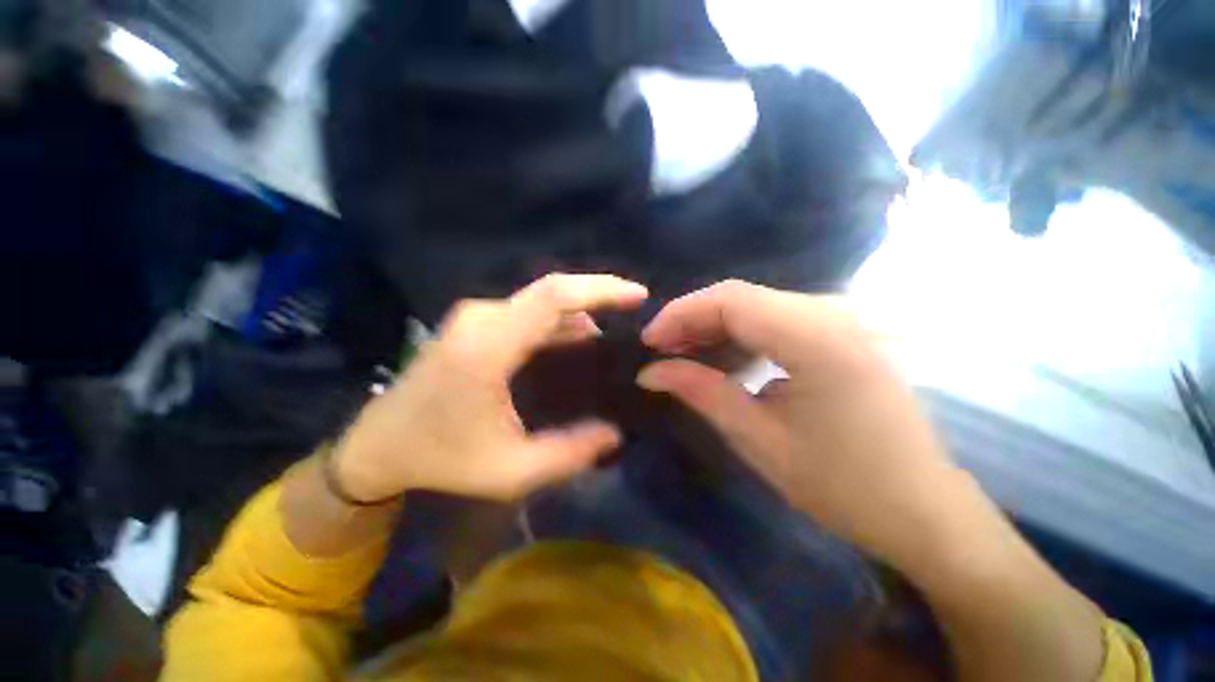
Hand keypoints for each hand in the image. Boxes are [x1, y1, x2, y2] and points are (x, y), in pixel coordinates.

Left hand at [334, 274, 647, 502]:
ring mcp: (476, 315)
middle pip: (552, 291)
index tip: (637, 295)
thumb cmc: (440, 458)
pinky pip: (529, 312)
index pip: (553, 297)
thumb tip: (615, 433)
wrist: (378, 445)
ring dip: (580, 312)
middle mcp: (481, 318)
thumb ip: (568, 454)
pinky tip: (578, 343)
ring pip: (542, 302)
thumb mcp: (509, 471)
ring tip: (611, 336)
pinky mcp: (476, 321)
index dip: (600, 289)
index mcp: (487, 348)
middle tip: (633, 312)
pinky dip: (560, 321)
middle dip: (599, 294)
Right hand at [637, 280, 965, 566]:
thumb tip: (650, 372)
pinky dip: (739, 335)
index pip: (730, 300)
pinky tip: (721, 359)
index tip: (649, 342)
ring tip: (682, 356)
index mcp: (817, 338)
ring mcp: (841, 321)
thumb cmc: (843, 485)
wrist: (923, 510)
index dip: (681, 314)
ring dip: (713, 327)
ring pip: (756, 306)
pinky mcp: (840, 335)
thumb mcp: (758, 438)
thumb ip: (700, 392)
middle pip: (741, 297)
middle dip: (692, 319)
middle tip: (660, 351)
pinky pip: (775, 320)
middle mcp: (833, 314)